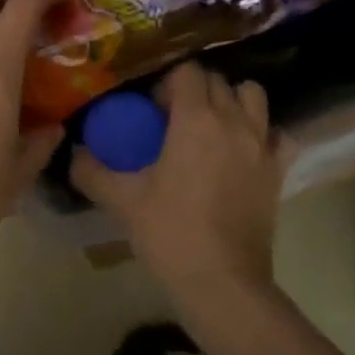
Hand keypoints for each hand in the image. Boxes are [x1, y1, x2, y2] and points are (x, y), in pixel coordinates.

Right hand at [72, 63, 295, 297]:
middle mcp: (234, 121)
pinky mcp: (279, 171)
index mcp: (196, 120)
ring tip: (211, 128)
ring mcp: (262, 145)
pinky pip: (278, 134)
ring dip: (231, 101)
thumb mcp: (121, 201)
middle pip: (217, 81)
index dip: (165, 84)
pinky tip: (244, 152)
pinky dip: (263, 134)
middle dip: (193, 91)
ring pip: (253, 97)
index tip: (150, 111)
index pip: (186, 72)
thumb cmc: (169, 233)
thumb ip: (91, 170)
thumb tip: (75, 152)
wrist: (221, 281)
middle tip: (172, 120)